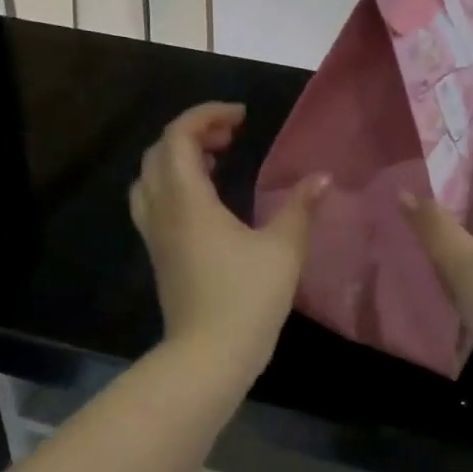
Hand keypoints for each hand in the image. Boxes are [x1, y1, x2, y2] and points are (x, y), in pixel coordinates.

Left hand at [129, 102, 329, 382]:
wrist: (208, 357)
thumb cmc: (247, 298)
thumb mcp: (283, 249)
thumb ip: (301, 207)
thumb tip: (322, 177)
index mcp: (187, 200)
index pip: (178, 136)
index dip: (207, 114)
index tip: (242, 117)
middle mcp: (162, 211)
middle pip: (159, 152)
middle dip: (193, 132)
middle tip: (231, 136)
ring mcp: (156, 235)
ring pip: (150, 178)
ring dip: (177, 158)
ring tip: (216, 160)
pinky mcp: (160, 256)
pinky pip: (154, 203)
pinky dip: (174, 185)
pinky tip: (208, 201)